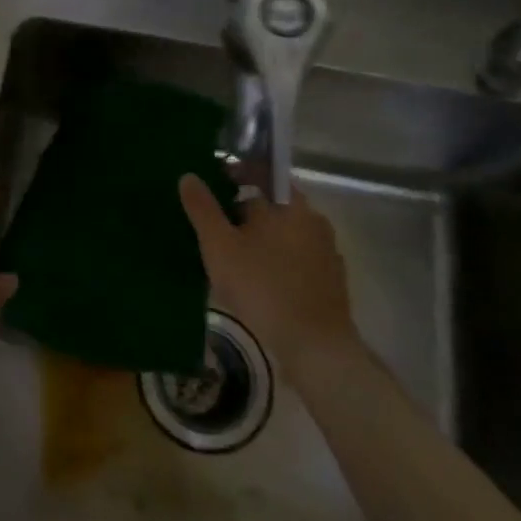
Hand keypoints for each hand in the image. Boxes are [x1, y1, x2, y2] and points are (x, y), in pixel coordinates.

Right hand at [177, 174, 359, 371]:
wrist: (316, 347)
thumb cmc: (262, 287)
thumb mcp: (220, 246)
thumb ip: (202, 209)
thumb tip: (189, 176)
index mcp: (289, 204)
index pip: (261, 173)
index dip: (236, 173)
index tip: (213, 185)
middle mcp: (313, 220)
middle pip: (273, 203)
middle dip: (244, 210)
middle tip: (216, 227)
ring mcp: (326, 250)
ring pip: (285, 231)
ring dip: (261, 236)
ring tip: (234, 257)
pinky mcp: (331, 279)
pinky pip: (298, 257)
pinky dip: (278, 259)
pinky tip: (261, 281)